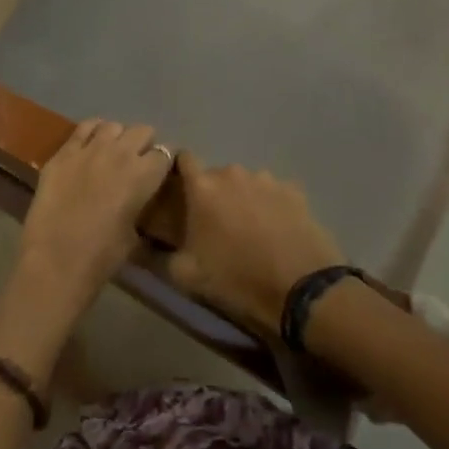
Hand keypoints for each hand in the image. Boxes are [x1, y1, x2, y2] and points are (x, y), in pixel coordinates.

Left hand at [11, 120, 172, 323]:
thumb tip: (137, 201)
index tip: (159, 172)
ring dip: (117, 137)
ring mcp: (89, 148)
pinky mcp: (63, 152)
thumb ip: (139, 208)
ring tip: (112, 152)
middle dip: (144, 144)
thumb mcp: (134, 236)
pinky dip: (91, 132)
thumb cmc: (102, 256)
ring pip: (113, 126)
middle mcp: (120, 153)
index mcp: (144, 175)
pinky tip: (90, 143)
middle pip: (142, 131)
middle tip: (137, 161)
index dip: (163, 162)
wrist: (56, 259)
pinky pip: (83, 128)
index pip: (165, 153)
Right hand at [164, 154, 348, 337]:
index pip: (183, 159)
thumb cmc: (237, 279)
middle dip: (214, 194)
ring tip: (251, 229)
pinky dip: (271, 206)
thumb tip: (146, 245)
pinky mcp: (294, 191)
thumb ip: (162, 254)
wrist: (301, 290)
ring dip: (243, 199)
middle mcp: (232, 173)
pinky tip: (277, 230)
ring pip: (246, 183)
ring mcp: (266, 179)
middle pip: (216, 175)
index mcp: (202, 187)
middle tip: (217, 223)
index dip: (179, 171)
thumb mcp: (186, 276)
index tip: (179, 191)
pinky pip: (274, 193)